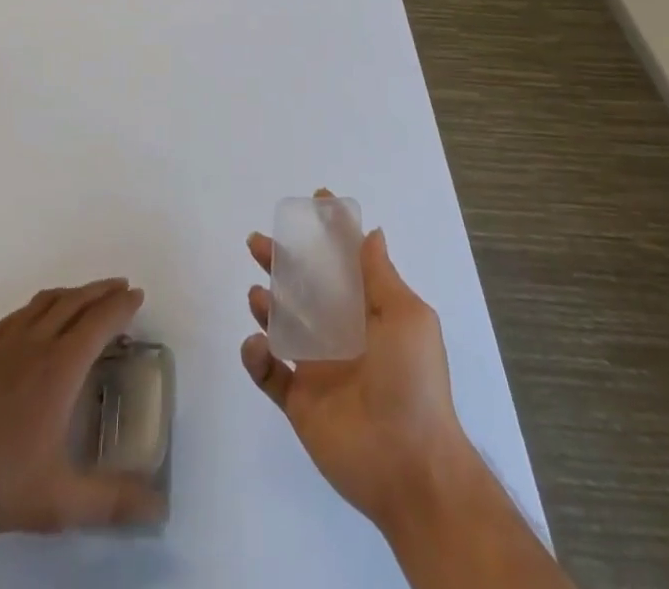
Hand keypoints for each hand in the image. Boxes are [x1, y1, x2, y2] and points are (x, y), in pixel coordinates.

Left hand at [0, 279, 164, 588]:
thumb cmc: (1, 486)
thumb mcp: (62, 501)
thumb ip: (112, 501)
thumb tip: (159, 508)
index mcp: (59, 367)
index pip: (98, 322)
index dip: (120, 306)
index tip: (137, 295)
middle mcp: (34, 343)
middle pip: (74, 303)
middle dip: (100, 291)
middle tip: (120, 287)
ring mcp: (3, 343)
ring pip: (45, 302)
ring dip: (72, 293)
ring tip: (86, 296)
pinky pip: (18, 313)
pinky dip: (40, 304)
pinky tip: (38, 316)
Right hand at [241, 209, 482, 538]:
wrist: (410, 466)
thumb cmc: (413, 382)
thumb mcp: (407, 319)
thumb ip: (381, 275)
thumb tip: (372, 232)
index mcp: (369, 313)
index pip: (345, 264)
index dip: (331, 233)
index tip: (314, 201)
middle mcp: (341, 335)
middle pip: (303, 288)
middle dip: (280, 262)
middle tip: (257, 243)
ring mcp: (318, 369)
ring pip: (282, 326)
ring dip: (265, 305)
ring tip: (257, 296)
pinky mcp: (299, 402)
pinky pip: (268, 373)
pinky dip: (256, 356)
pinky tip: (258, 345)